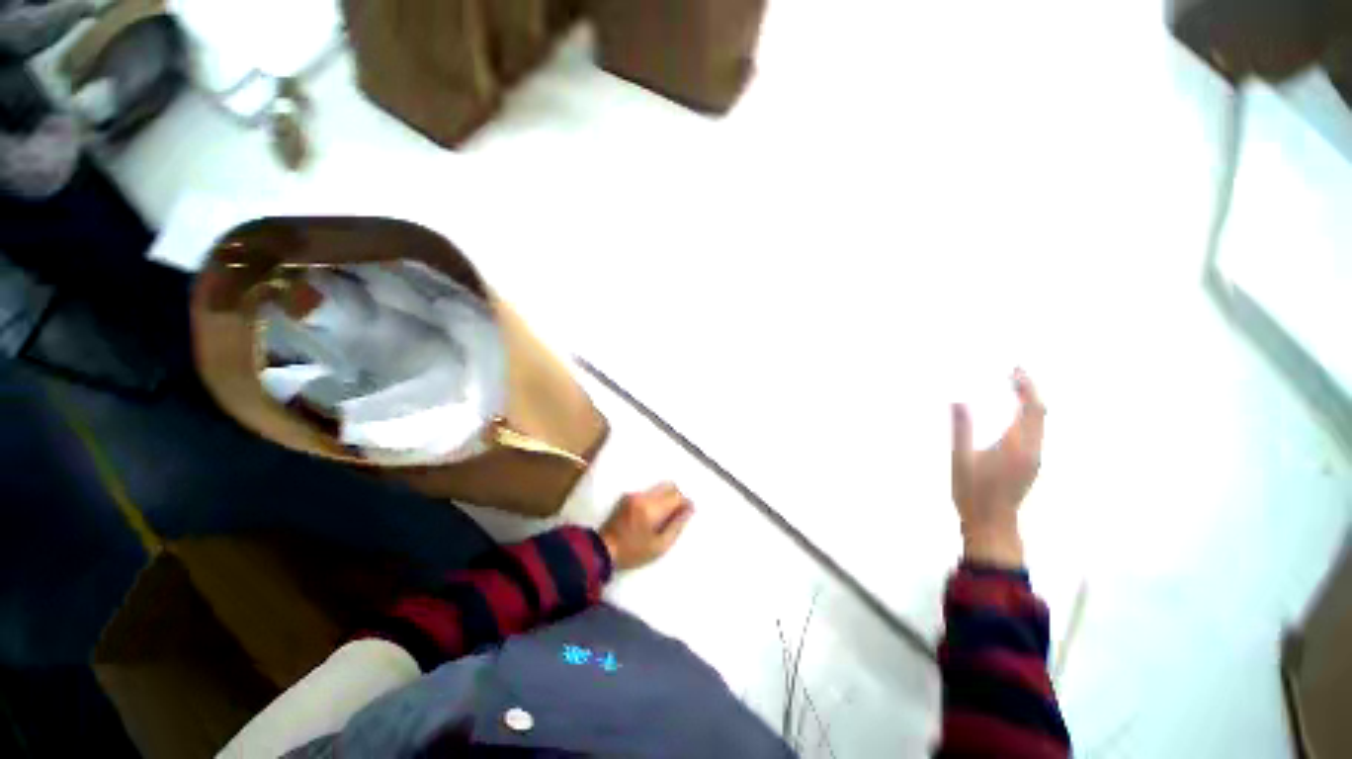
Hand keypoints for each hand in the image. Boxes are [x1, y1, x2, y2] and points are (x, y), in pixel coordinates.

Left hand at [600, 483, 693, 570]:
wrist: (603, 550)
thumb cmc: (633, 552)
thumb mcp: (659, 546)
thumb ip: (676, 526)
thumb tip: (689, 510)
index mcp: (652, 509)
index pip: (676, 496)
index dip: (685, 503)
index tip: (688, 512)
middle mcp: (643, 496)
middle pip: (669, 486)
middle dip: (677, 497)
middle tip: (678, 513)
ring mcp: (634, 494)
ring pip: (658, 488)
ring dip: (666, 497)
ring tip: (664, 516)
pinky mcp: (627, 496)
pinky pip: (648, 492)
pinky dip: (655, 499)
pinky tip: (651, 514)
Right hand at [951, 369, 1045, 568]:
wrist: (992, 524)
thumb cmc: (973, 492)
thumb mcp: (961, 459)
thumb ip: (961, 428)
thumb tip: (956, 400)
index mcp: (1018, 446)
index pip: (1032, 408)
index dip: (1027, 386)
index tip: (1015, 368)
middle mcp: (1034, 449)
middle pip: (1041, 412)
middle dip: (1030, 389)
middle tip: (1014, 372)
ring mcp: (1035, 458)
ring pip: (1041, 423)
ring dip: (1030, 402)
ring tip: (1013, 387)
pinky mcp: (1032, 464)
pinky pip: (1036, 432)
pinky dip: (1028, 416)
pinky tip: (1013, 415)